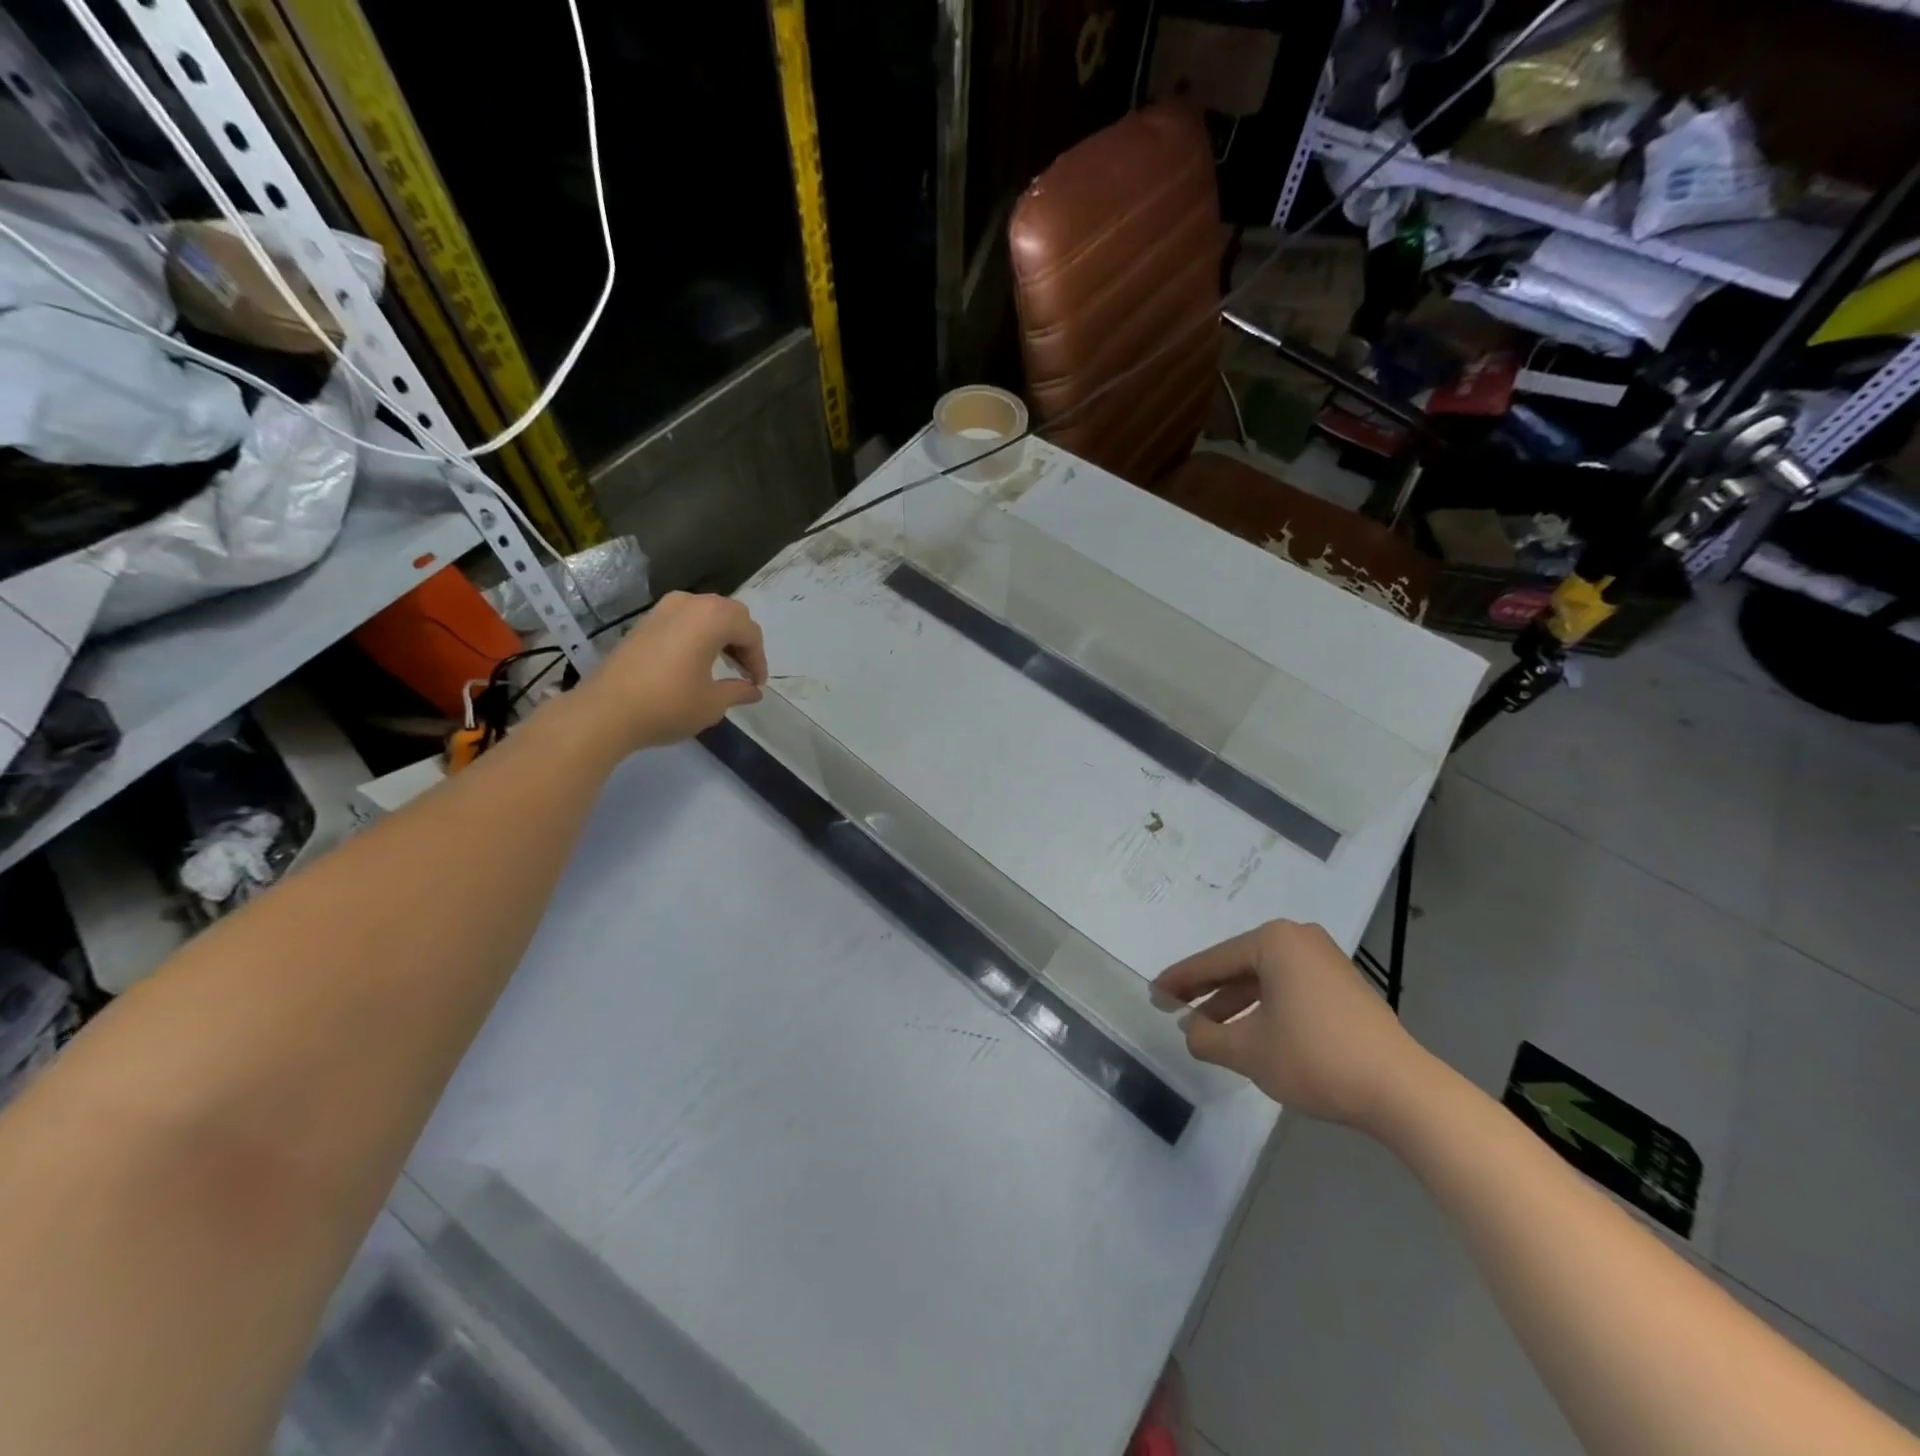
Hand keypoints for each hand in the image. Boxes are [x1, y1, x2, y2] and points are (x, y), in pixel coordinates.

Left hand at [575, 592, 767, 753]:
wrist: (605, 711)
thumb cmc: (668, 704)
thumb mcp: (712, 703)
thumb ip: (738, 691)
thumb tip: (753, 690)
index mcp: (712, 618)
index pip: (750, 632)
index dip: (759, 659)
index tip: (756, 685)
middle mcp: (689, 603)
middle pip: (730, 615)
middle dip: (742, 642)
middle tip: (744, 672)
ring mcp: (663, 610)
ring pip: (705, 614)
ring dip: (720, 636)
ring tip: (722, 666)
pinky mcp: (644, 622)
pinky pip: (684, 620)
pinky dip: (698, 636)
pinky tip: (695, 662)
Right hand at [1153, 919, 1428, 1131]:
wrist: (1402, 1091)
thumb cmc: (1315, 1058)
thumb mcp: (1248, 1050)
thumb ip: (1207, 1037)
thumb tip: (1190, 1029)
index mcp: (1274, 941)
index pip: (1213, 960)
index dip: (1180, 981)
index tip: (1153, 993)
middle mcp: (1300, 940)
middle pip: (1238, 965)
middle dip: (1206, 991)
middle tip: (1173, 1008)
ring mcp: (1325, 961)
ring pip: (1263, 979)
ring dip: (1234, 1003)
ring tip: (1206, 1028)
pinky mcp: (1342, 986)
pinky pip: (1287, 988)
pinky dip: (1263, 1007)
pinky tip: (1249, 1031)